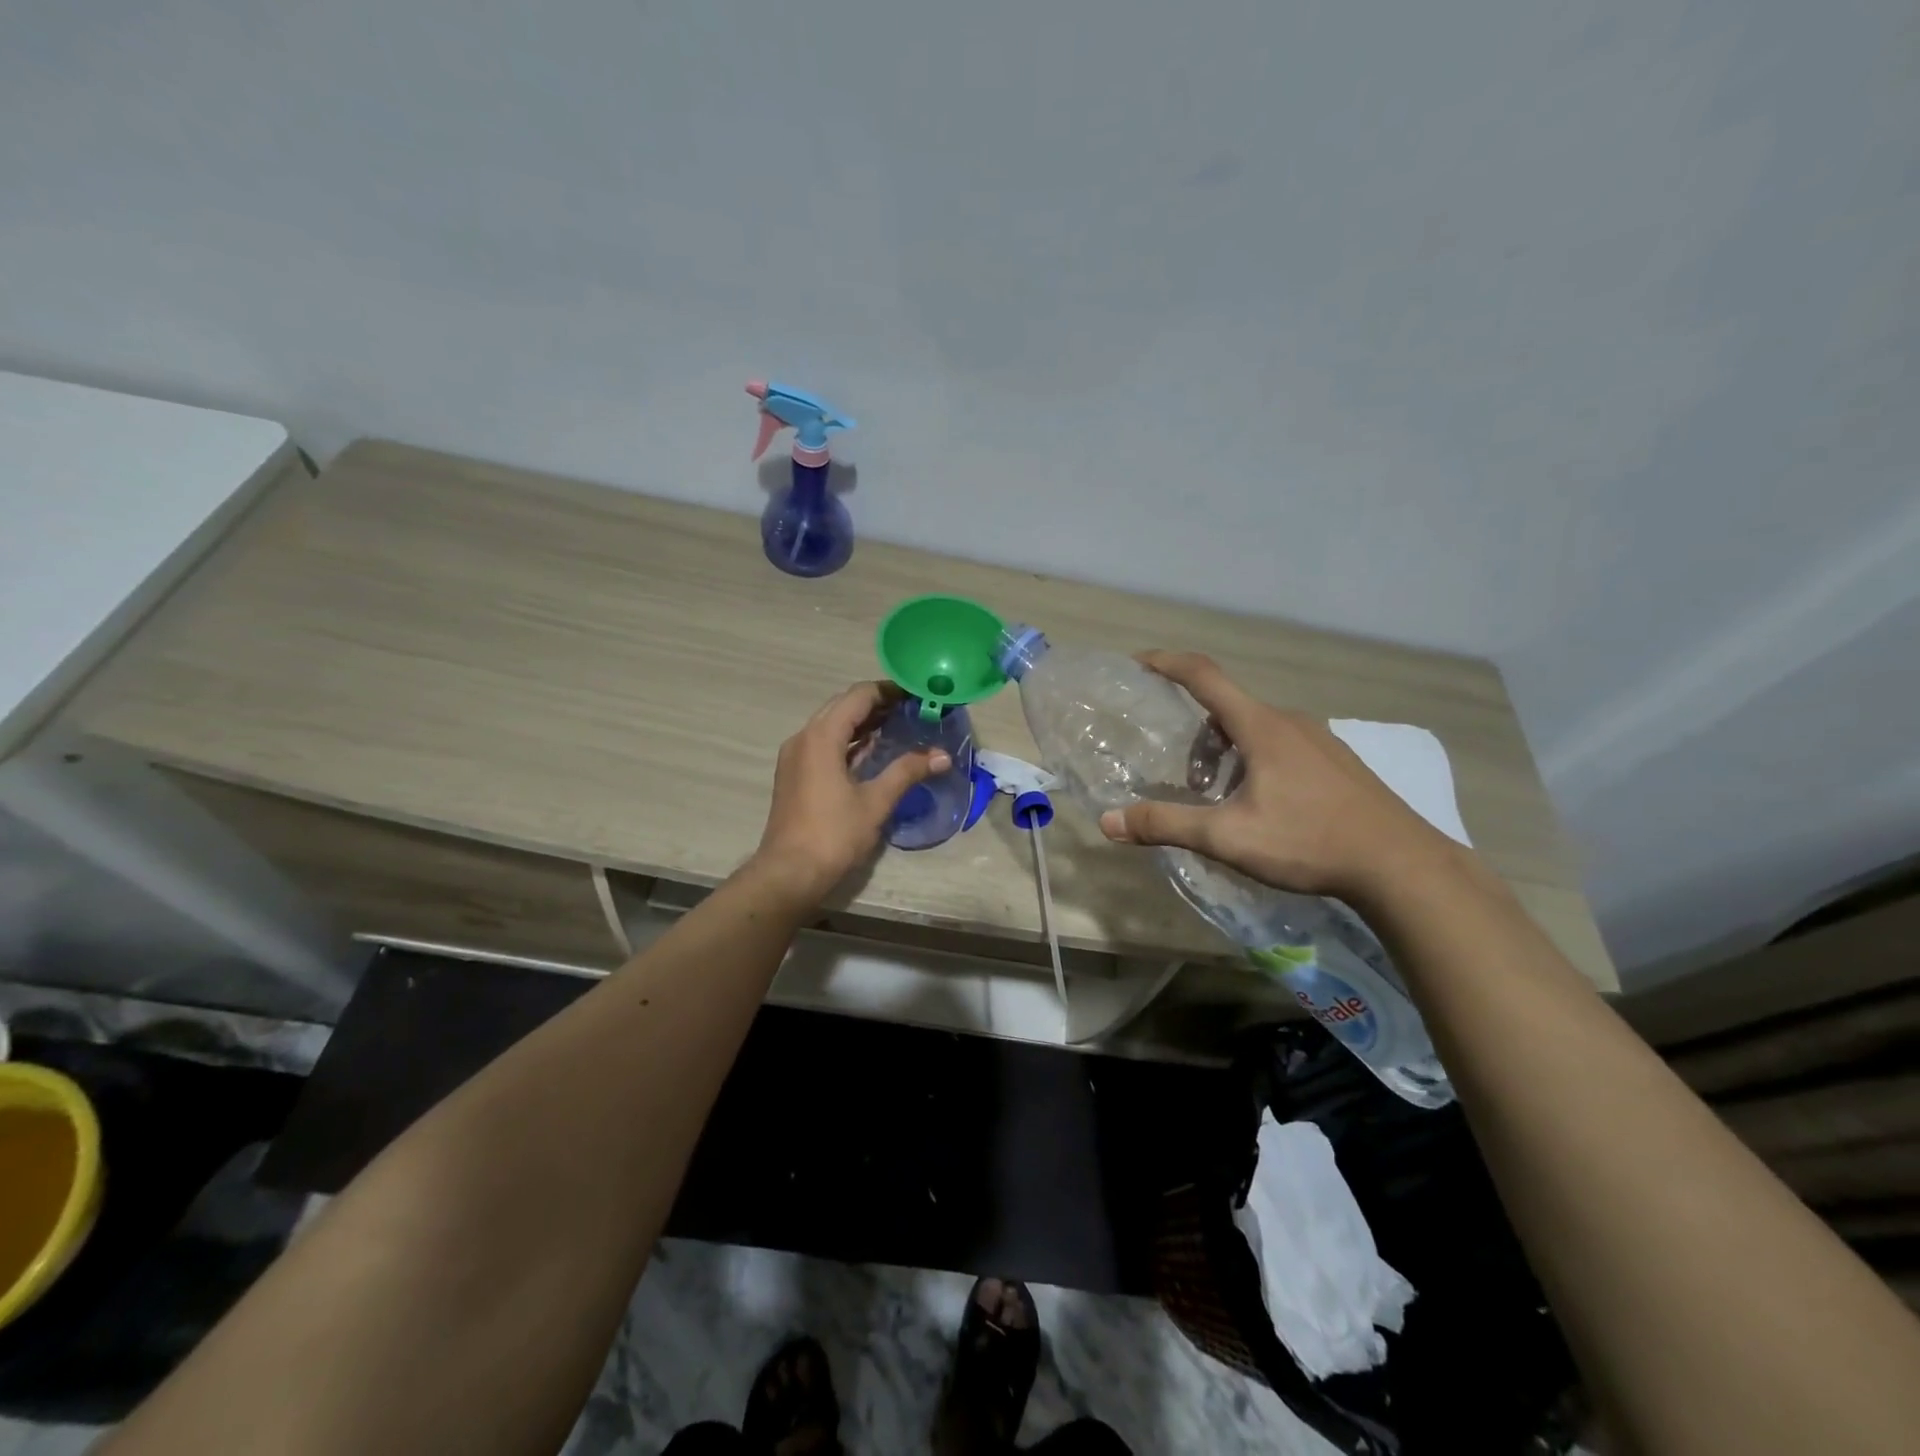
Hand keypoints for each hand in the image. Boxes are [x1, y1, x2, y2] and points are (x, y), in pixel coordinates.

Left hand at [749, 681, 950, 903]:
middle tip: (910, 709)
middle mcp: (803, 738)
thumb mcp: (875, 802)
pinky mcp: (795, 775)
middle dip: (876, 704)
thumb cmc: (833, 834)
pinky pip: (823, 744)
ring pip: (831, 725)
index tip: (916, 694)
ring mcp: (796, 757)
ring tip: (897, 725)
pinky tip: (871, 752)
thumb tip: (942, 756)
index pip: (858, 696)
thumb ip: (907, 772)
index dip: (888, 691)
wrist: (789, 873)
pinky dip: (848, 741)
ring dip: (861, 722)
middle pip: (842, 706)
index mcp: (821, 736)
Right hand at [1097, 652, 1456, 903]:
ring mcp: (1321, 740)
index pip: (1204, 676)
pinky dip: (1257, 761)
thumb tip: (1108, 821)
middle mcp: (1290, 722)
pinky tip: (1266, 807)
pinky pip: (1284, 745)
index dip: (1167, 663)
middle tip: (1188, 782)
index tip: (1138, 662)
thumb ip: (1167, 825)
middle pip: (1228, 709)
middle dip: (1197, 737)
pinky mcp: (1339, 762)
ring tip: (1225, 800)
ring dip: (1227, 753)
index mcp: (1261, 727)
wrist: (1401, 865)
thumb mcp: (1228, 837)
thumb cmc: (1308, 841)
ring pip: (1257, 730)